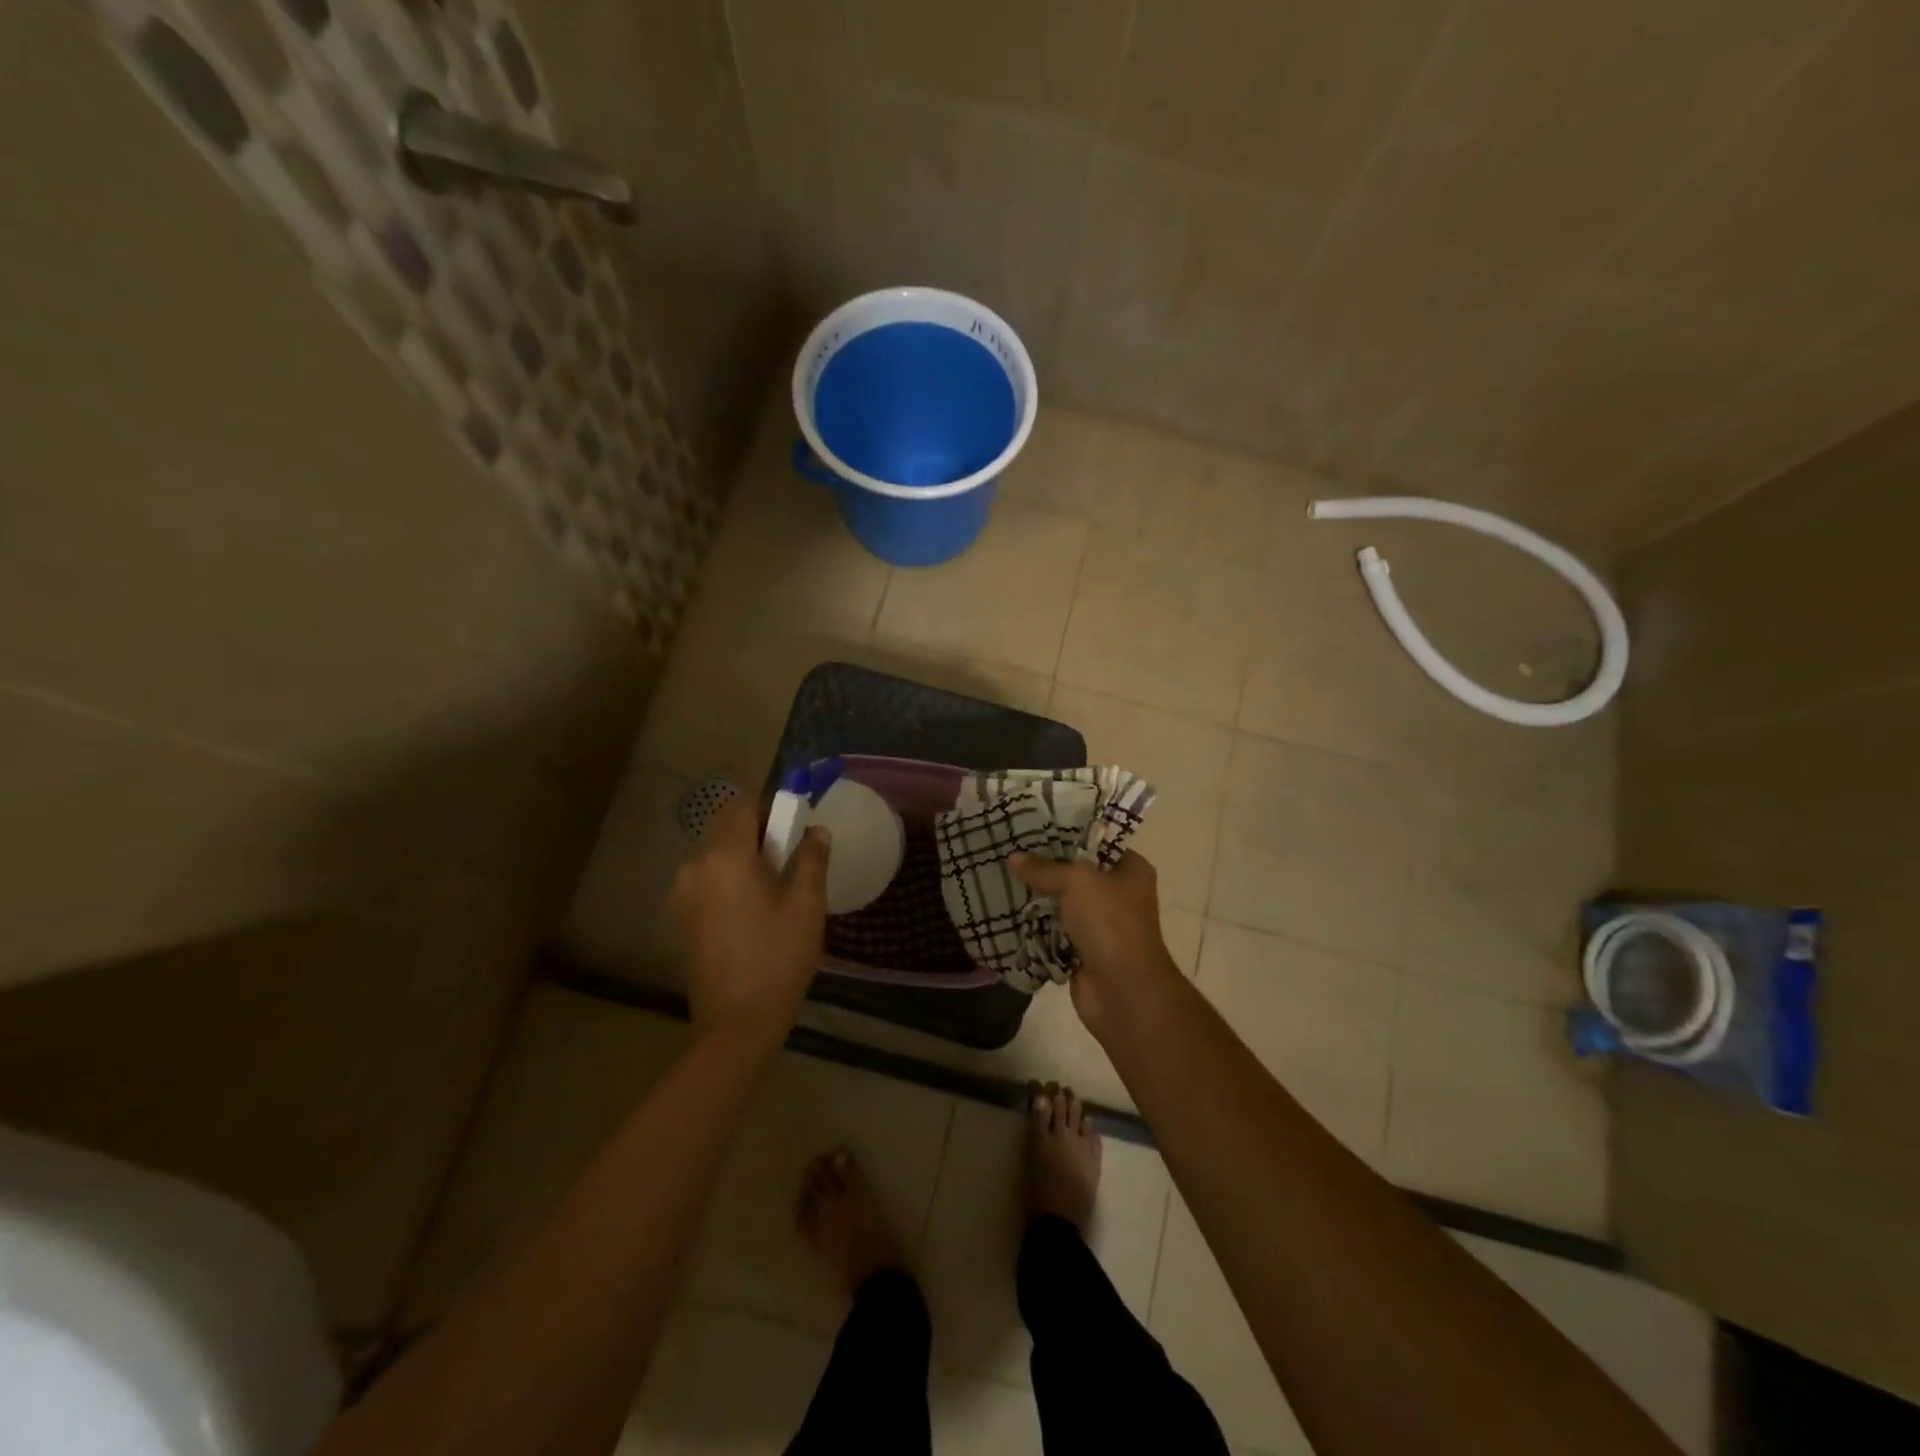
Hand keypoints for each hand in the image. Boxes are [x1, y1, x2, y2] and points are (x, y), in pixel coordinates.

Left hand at [671, 799, 829, 1050]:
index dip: (770, 809)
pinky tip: (752, 911)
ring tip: (774, 890)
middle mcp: (696, 867)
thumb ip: (811, 859)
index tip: (794, 828)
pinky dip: (729, 880)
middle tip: (790, 860)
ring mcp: (683, 894)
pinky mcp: (681, 918)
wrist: (737, 1023)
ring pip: (716, 856)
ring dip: (743, 858)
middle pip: (726, 829)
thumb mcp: (806, 906)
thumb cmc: (778, 958)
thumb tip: (816, 830)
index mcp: (726, 857)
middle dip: (758, 833)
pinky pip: (708, 880)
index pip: (742, 807)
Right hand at [1010, 850, 1182, 1035]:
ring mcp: (1103, 925)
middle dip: (1047, 867)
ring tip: (1005, 876)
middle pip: (1078, 873)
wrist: (1123, 991)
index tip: (1034, 827)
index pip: (1098, 842)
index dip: (1068, 834)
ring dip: (1040, 897)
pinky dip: (1038, 926)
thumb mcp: (1076, 882)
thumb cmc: (1110, 923)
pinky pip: (1056, 930)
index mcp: (1132, 870)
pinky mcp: (1085, 950)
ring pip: (1064, 903)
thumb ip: (1044, 868)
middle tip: (1012, 851)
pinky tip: (1010, 910)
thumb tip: (1013, 857)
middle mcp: (1121, 894)